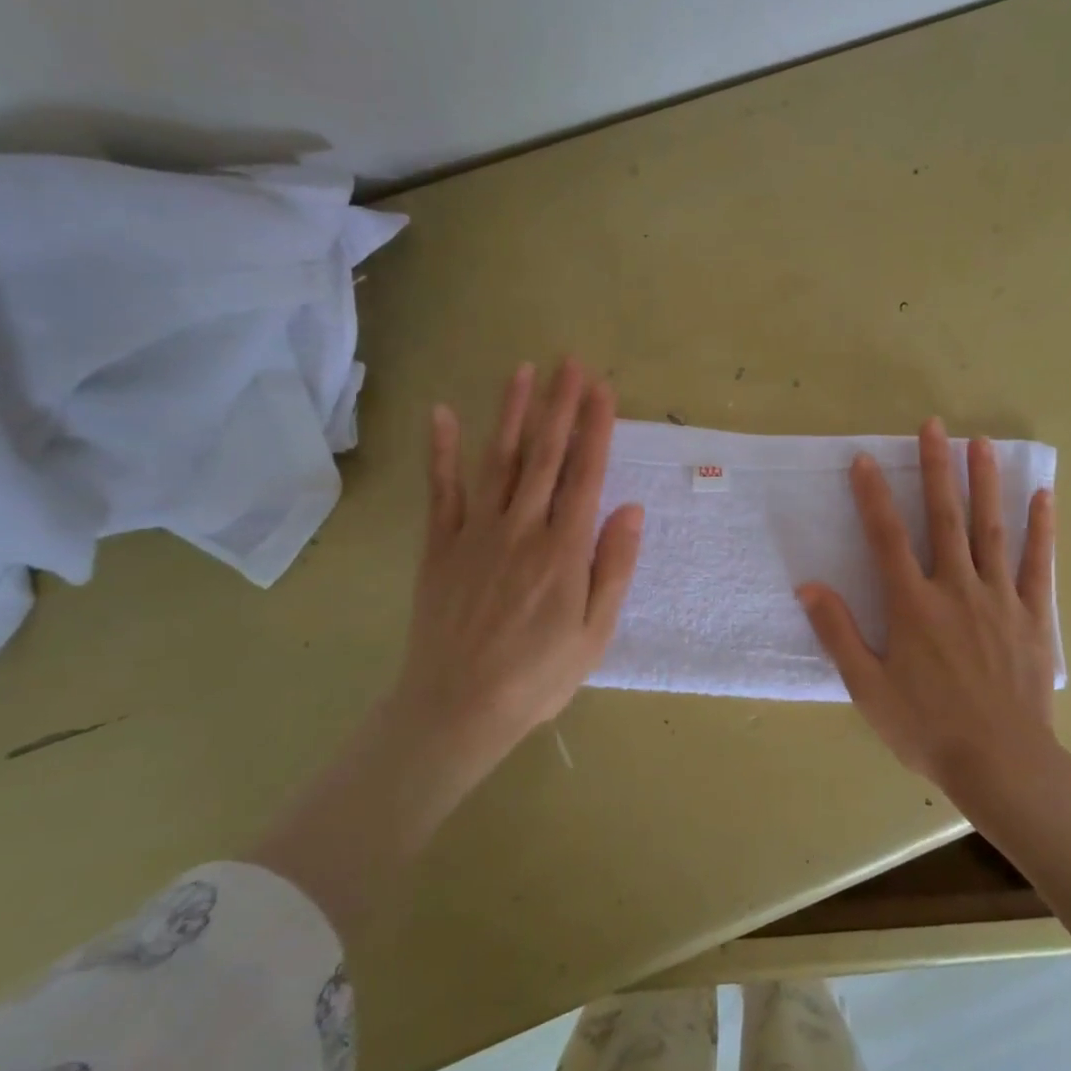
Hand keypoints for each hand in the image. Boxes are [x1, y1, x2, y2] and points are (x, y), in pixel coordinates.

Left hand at [252, 359, 641, 938]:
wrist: (457, 709)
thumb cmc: (538, 676)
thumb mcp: (595, 632)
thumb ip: (613, 567)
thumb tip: (630, 509)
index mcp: (563, 550)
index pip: (585, 474)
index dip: (596, 428)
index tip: (603, 388)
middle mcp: (521, 529)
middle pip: (545, 455)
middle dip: (561, 405)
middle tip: (570, 361)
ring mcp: (475, 533)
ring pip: (499, 461)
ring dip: (514, 413)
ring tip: (525, 371)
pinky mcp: (440, 546)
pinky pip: (441, 491)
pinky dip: (442, 452)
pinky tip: (443, 414)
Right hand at [797, 418, 1057, 795]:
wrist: (1000, 764)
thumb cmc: (926, 728)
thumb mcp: (867, 687)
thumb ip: (838, 632)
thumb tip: (808, 586)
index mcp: (913, 605)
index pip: (887, 537)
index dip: (872, 496)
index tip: (864, 459)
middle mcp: (956, 588)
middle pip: (943, 518)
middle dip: (936, 469)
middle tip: (934, 426)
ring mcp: (999, 598)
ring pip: (990, 529)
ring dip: (985, 483)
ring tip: (981, 443)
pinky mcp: (1034, 615)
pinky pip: (1039, 564)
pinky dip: (1040, 528)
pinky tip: (1042, 496)